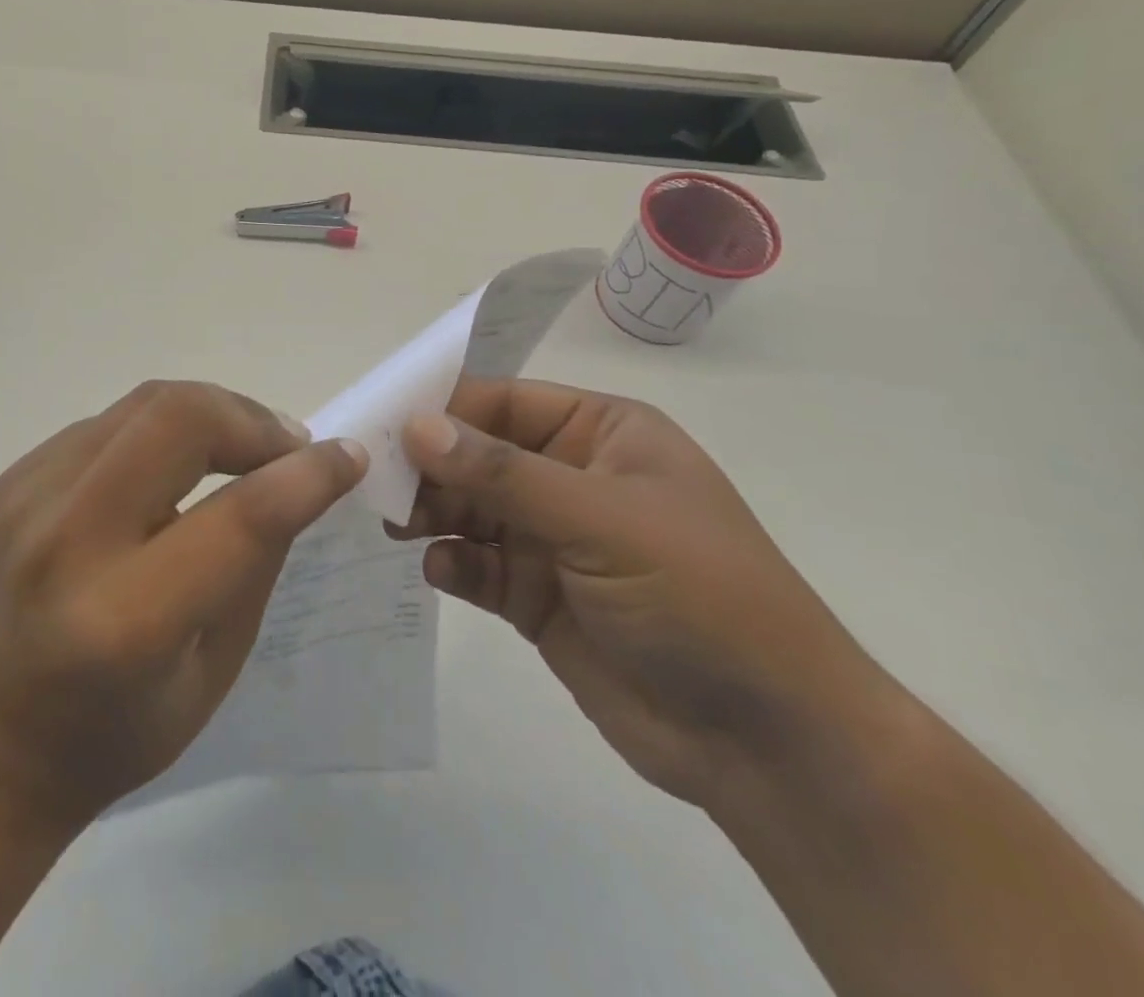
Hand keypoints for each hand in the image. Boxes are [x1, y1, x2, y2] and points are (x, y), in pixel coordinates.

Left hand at [0, 380, 366, 830]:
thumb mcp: (219, 665)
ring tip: (243, 447)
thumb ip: (259, 557)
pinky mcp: (14, 479)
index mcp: (125, 618)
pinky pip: (111, 422)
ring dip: (212, 413)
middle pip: (177, 419)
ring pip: (145, 403)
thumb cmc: (124, 728)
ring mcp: (28, 499)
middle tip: (286, 447)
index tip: (347, 456)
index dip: (307, 475)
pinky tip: (174, 467)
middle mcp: (66, 543)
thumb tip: (301, 474)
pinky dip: (162, 430)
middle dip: (251, 419)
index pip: (239, 515)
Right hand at [395, 379, 897, 813]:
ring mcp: (553, 539)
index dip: (445, 410)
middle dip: (431, 467)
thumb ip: (503, 474)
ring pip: (472, 510)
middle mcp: (571, 476)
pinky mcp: (536, 596)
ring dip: (433, 513)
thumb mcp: (601, 519)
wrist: (767, 742)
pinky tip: (441, 573)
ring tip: (396, 524)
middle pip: (479, 456)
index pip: (505, 403)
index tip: (383, 424)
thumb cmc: (697, 594)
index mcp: (602, 433)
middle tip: (376, 483)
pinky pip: (477, 566)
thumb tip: (417, 426)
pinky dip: (453, 565)